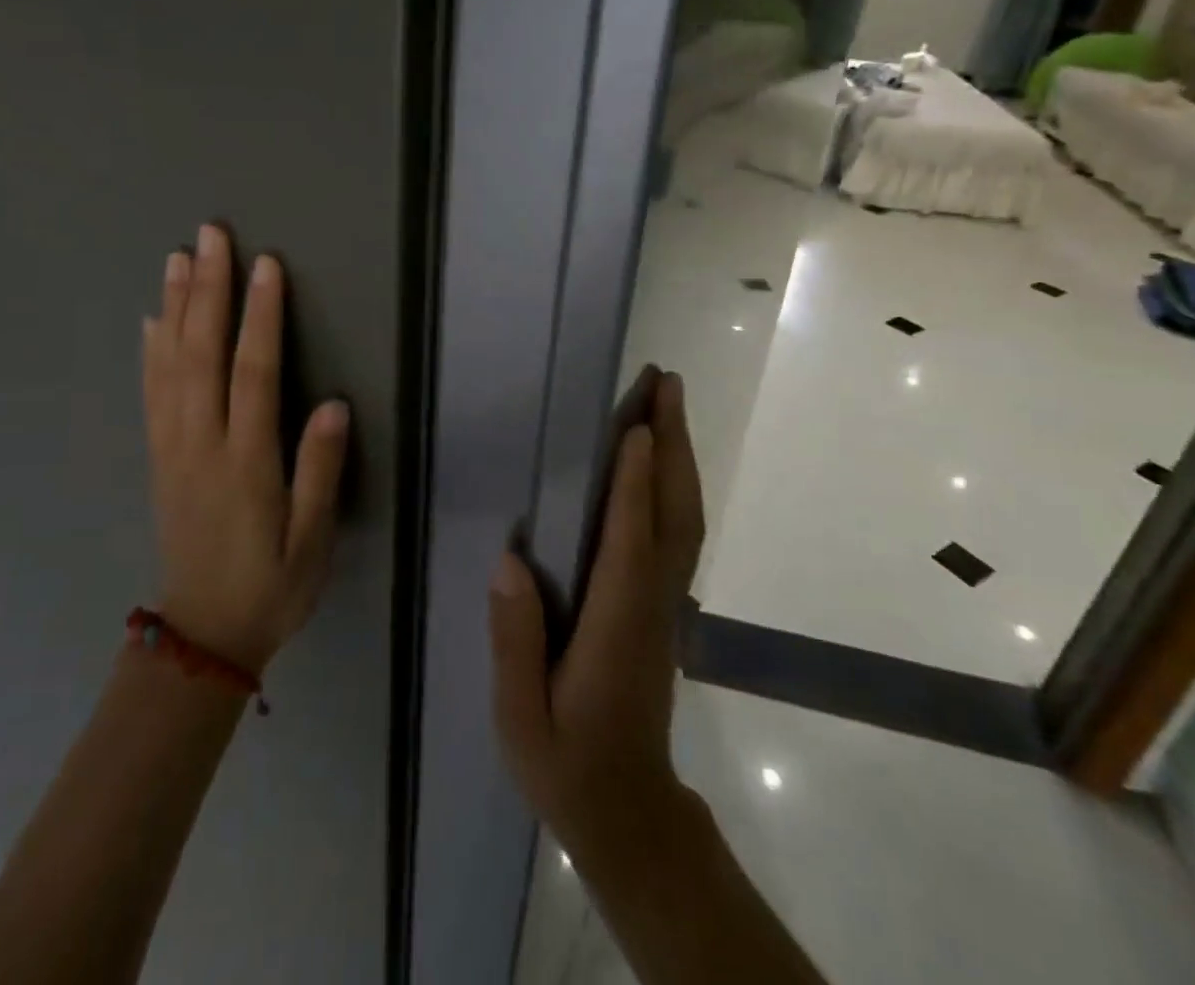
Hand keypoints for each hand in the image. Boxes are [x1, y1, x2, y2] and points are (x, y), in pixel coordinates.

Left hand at [142, 224, 349, 674]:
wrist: (202, 636)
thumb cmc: (271, 586)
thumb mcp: (311, 542)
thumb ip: (320, 473)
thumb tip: (333, 404)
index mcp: (245, 463)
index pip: (253, 374)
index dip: (260, 317)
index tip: (266, 266)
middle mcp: (201, 445)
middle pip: (201, 355)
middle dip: (208, 291)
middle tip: (209, 236)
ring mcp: (173, 449)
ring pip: (170, 365)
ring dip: (176, 307)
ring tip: (178, 258)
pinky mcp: (160, 457)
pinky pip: (151, 393)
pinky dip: (150, 350)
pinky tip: (153, 318)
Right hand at [489, 371, 705, 863]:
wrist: (630, 810)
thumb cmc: (568, 763)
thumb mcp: (522, 719)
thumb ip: (515, 642)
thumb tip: (509, 562)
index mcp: (615, 626)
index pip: (630, 542)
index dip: (634, 484)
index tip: (634, 427)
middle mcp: (651, 603)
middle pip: (674, 513)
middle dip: (671, 445)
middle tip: (665, 384)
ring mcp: (666, 602)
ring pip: (685, 518)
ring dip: (680, 456)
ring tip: (668, 402)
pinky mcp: (665, 604)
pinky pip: (679, 531)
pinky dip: (677, 485)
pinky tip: (663, 461)